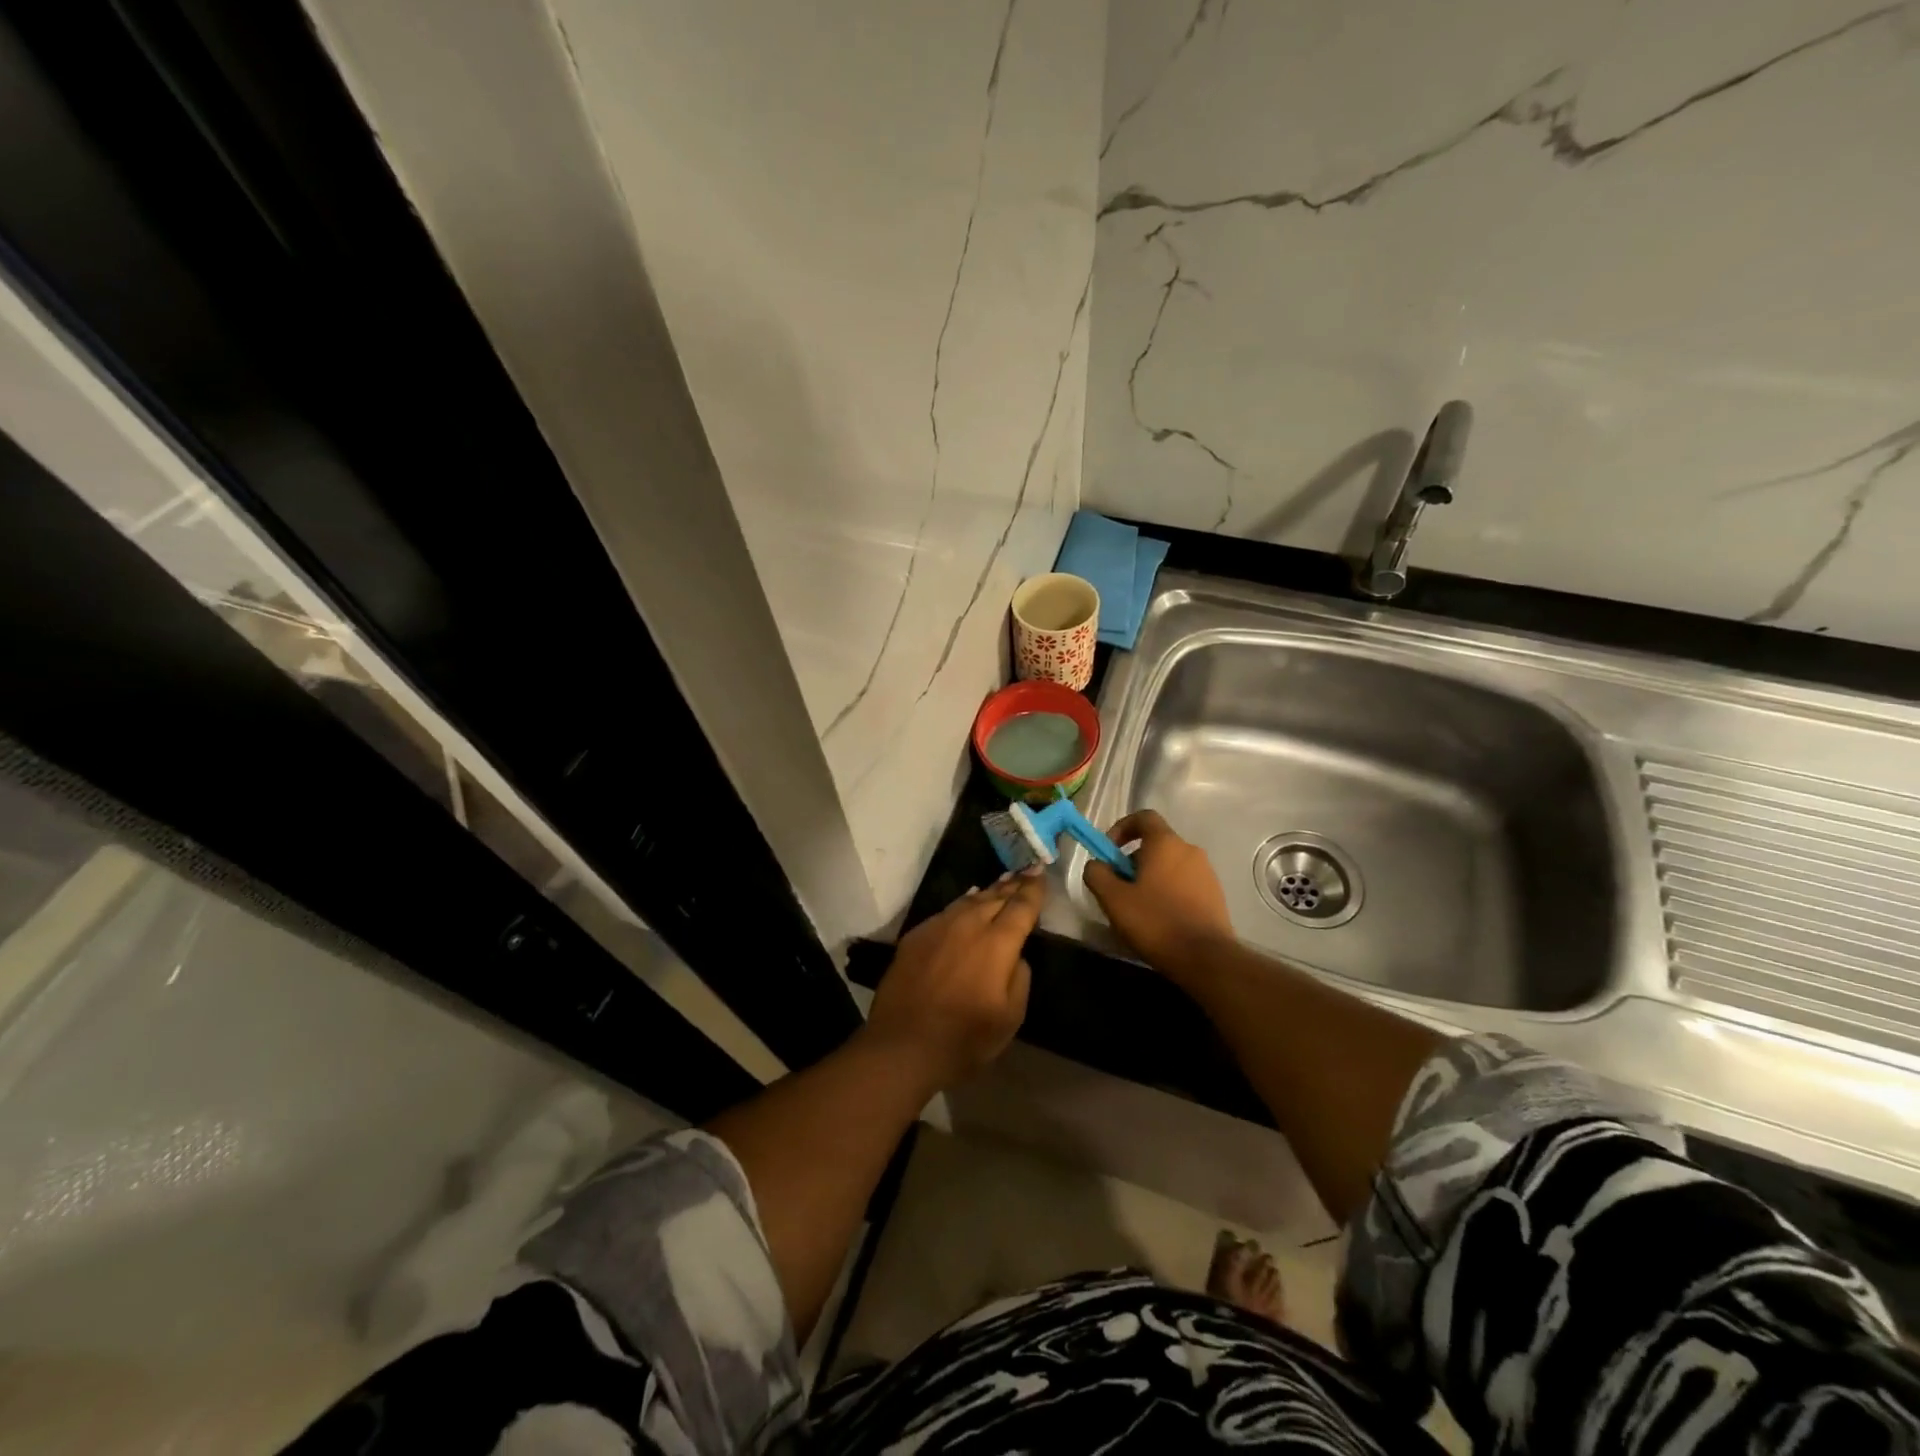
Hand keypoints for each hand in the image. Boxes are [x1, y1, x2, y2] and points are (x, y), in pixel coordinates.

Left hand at [862, 870, 1042, 1088]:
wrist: (902, 1046)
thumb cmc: (964, 1039)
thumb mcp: (1010, 1018)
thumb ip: (1019, 978)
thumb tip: (1015, 955)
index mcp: (997, 943)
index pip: (1021, 906)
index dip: (1033, 890)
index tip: (1041, 873)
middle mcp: (969, 925)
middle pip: (995, 897)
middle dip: (1013, 885)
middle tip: (1026, 872)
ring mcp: (938, 927)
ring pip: (969, 901)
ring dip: (988, 891)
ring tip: (1001, 882)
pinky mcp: (916, 936)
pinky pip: (946, 911)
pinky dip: (963, 903)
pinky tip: (967, 901)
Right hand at [1082, 810, 1234, 975]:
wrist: (1206, 958)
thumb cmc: (1155, 921)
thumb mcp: (1113, 898)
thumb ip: (1097, 874)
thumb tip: (1097, 864)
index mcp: (1165, 843)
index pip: (1143, 817)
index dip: (1122, 828)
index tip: (1110, 852)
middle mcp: (1189, 850)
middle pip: (1156, 843)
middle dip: (1133, 860)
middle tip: (1119, 888)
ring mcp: (1206, 872)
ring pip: (1170, 865)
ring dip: (1151, 878)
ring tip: (1138, 908)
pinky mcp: (1215, 895)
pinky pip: (1185, 883)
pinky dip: (1169, 892)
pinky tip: (1160, 919)